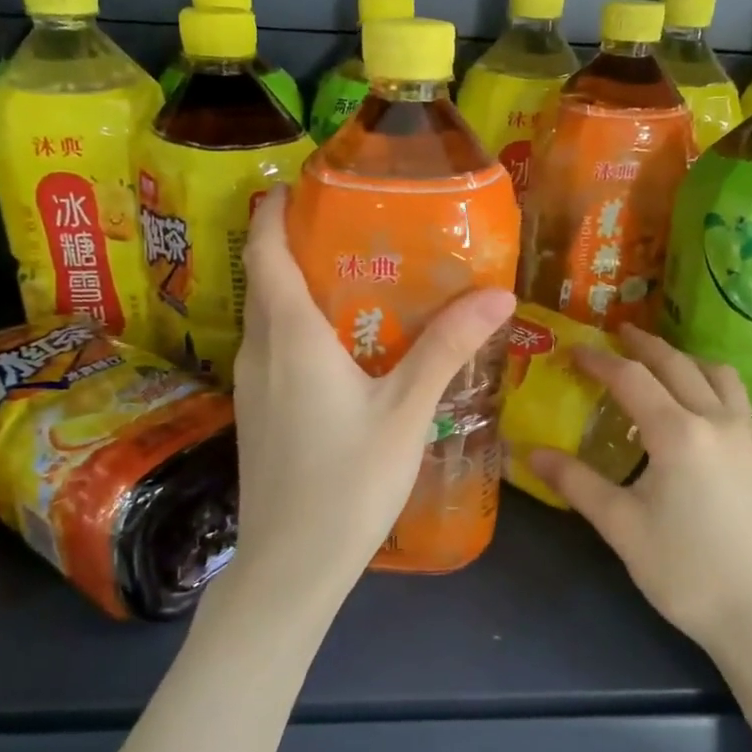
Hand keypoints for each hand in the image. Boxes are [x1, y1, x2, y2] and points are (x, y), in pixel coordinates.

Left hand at [228, 187, 515, 605]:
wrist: (290, 567)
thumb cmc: (348, 483)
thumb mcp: (406, 412)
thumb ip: (447, 349)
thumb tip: (499, 293)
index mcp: (290, 336)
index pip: (266, 249)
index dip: (278, 209)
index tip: (309, 184)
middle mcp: (260, 351)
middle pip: (267, 278)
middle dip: (299, 243)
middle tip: (358, 228)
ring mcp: (252, 386)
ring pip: (269, 316)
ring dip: (301, 288)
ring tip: (360, 279)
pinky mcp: (257, 414)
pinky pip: (274, 350)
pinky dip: (300, 328)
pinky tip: (345, 348)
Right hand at [530, 325, 751, 651]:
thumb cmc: (684, 570)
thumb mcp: (620, 526)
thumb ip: (576, 482)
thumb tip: (530, 453)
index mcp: (678, 433)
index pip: (632, 379)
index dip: (600, 361)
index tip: (574, 350)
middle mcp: (717, 421)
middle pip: (678, 364)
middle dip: (643, 346)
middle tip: (616, 335)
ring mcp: (748, 435)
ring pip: (717, 374)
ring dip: (684, 359)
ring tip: (659, 363)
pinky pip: (736, 397)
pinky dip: (709, 382)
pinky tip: (696, 404)